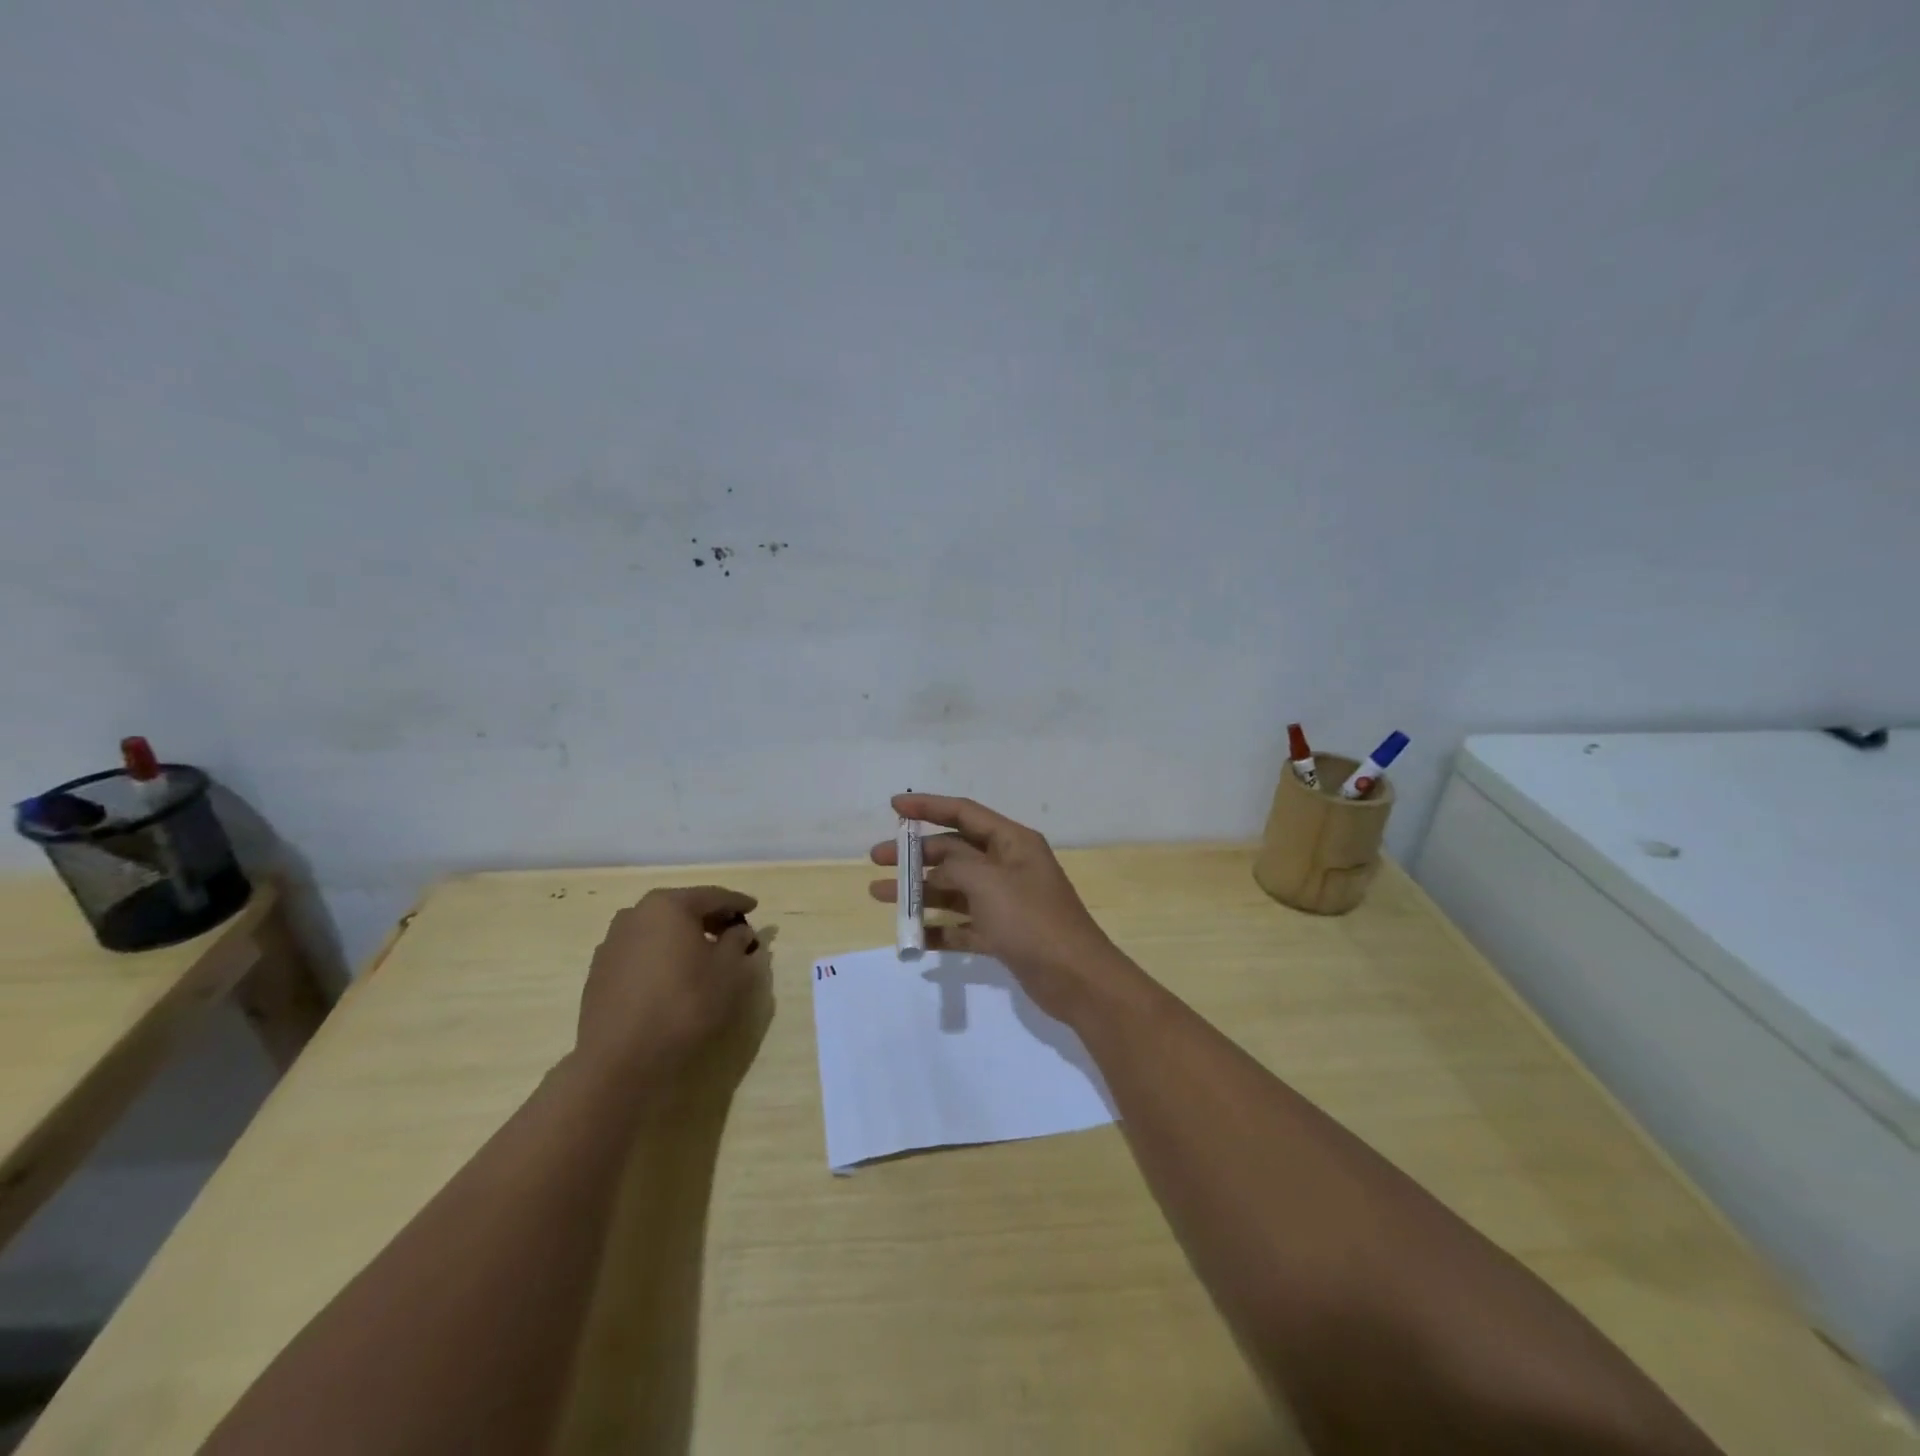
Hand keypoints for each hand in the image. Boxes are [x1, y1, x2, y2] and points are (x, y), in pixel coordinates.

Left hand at [574, 886, 762, 1088]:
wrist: (620, 1059)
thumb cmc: (685, 1004)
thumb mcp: (730, 971)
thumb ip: (738, 942)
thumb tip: (738, 932)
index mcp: (668, 906)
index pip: (712, 896)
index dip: (737, 902)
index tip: (754, 908)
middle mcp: (635, 915)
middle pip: (682, 909)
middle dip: (709, 919)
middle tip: (732, 932)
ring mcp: (612, 944)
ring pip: (658, 931)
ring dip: (683, 938)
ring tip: (703, 957)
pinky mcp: (599, 973)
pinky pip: (641, 954)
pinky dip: (661, 957)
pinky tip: (673, 978)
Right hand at [869, 794, 1123, 1020]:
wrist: (1076, 978)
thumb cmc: (1031, 920)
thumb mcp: (989, 882)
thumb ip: (955, 865)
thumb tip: (936, 866)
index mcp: (1011, 842)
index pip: (963, 813)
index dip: (928, 807)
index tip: (893, 807)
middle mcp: (1007, 866)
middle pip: (954, 852)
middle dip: (915, 855)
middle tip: (876, 859)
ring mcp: (1004, 902)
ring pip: (953, 889)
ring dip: (918, 892)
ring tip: (879, 895)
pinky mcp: (1002, 935)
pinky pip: (961, 925)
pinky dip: (937, 929)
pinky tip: (910, 937)